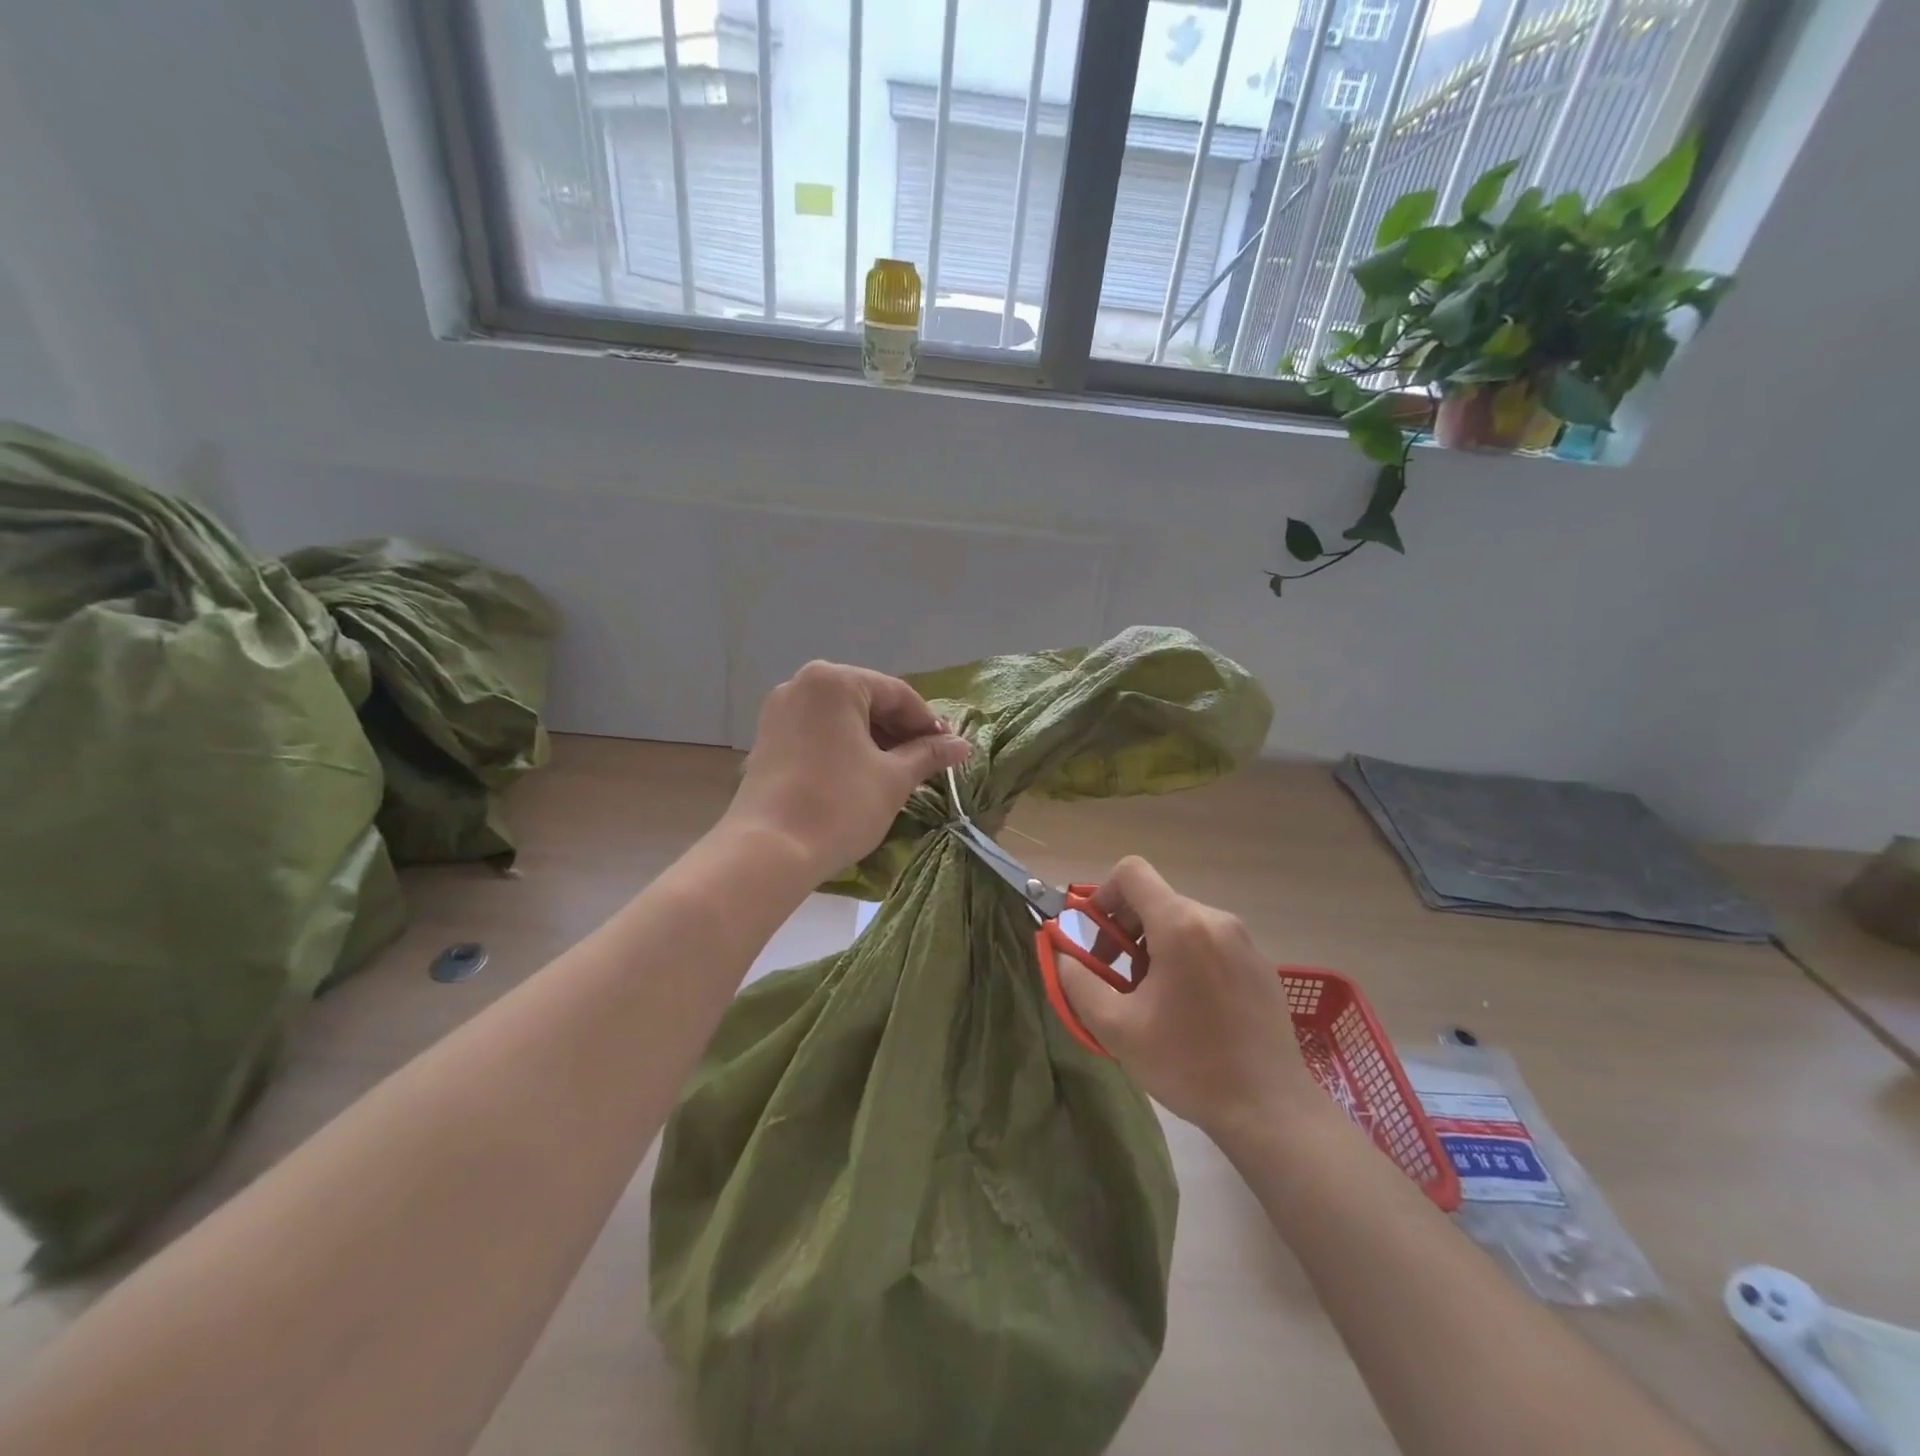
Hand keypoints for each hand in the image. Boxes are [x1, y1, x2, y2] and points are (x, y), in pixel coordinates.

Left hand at [725, 661, 970, 877]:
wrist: (769, 851)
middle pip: (866, 701)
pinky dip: (846, 748)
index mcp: (834, 681)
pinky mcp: (767, 740)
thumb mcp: (894, 778)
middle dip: (900, 731)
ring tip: (901, 772)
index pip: (897, 694)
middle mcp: (802, 685)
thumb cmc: (840, 805)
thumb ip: (929, 754)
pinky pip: (818, 733)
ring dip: (875, 741)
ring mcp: (779, 712)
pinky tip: (864, 775)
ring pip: (842, 718)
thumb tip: (962, 745)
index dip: (929, 723)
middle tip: (929, 762)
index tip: (951, 749)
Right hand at [1057, 857, 1327, 1137]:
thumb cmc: (1188, 1064)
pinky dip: (1187, 958)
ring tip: (1154, 1000)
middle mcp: (1215, 919)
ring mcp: (1244, 940)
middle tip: (1119, 980)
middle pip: (1155, 900)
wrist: (1271, 1111)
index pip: (1131, 872)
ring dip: (1155, 947)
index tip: (1096, 939)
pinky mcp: (1260, 964)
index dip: (1103, 896)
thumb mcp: (1116, 1028)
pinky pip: (1210, 941)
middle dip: (1126, 931)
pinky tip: (1191, 1010)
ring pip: (1182, 921)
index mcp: (1180, 925)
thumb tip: (1061, 951)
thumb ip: (1077, 981)